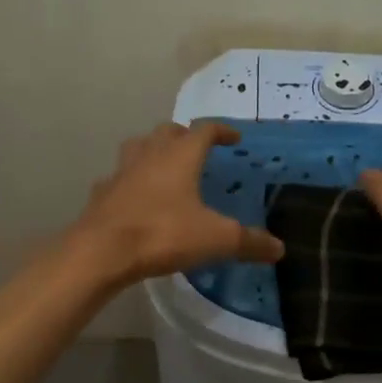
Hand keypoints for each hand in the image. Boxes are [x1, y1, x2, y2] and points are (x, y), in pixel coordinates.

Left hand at [71, 122, 284, 286]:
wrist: (101, 252)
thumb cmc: (163, 234)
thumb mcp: (216, 239)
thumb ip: (249, 242)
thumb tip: (279, 248)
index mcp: (180, 156)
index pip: (204, 130)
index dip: (221, 131)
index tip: (233, 137)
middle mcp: (150, 155)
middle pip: (167, 131)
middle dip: (184, 135)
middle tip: (197, 149)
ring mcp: (121, 172)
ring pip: (138, 148)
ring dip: (153, 150)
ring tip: (164, 165)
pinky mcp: (102, 194)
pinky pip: (119, 179)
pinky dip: (130, 182)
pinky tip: (136, 198)